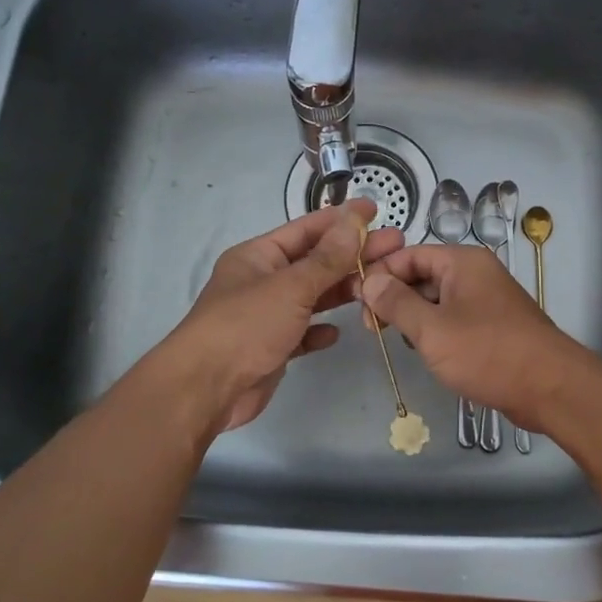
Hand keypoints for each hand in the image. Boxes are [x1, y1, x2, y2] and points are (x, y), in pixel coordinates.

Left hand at [163, 200, 404, 432]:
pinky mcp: (271, 348)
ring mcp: (266, 316)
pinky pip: (302, 332)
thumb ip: (326, 258)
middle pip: (315, 261)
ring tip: (381, 284)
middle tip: (396, 246)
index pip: (307, 229)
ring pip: (312, 296)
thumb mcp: (291, 287)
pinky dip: (320, 330)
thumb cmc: (245, 326)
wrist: (205, 390)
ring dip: (342, 290)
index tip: (376, 210)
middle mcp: (262, 281)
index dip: (342, 219)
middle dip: (353, 254)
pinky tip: (338, 331)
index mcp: (259, 256)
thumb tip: (353, 221)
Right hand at [360, 244, 584, 432]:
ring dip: (414, 318)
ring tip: (397, 341)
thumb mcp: (432, 329)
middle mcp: (475, 273)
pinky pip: (453, 319)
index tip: (357, 301)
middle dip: (395, 298)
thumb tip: (370, 281)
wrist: (550, 388)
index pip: (409, 254)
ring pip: (436, 300)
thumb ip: (396, 303)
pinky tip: (426, 352)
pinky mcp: (492, 326)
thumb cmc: (488, 353)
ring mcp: (486, 300)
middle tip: (371, 328)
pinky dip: (435, 331)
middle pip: (422, 275)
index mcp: (462, 262)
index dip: (381, 273)